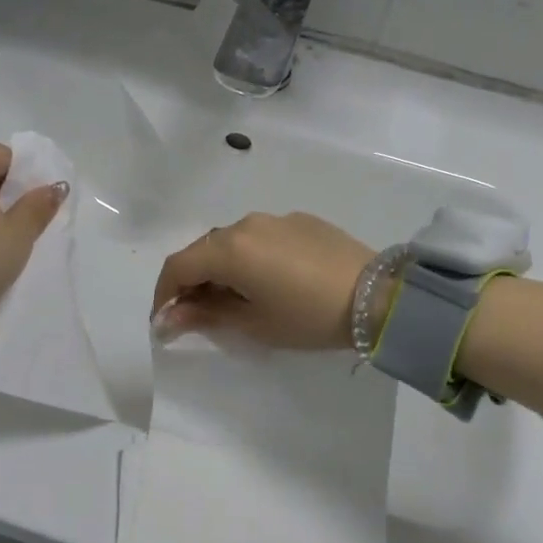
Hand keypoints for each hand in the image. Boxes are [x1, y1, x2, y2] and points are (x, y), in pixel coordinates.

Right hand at [152, 211, 375, 349]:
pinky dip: (250, 257)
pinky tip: (270, 281)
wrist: (379, 297)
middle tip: (197, 315)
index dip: (164, 294)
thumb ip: (204, 315)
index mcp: (229, 249)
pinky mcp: (301, 220)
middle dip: (191, 282)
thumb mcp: (252, 323)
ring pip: (232, 242)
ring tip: (235, 299)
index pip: (177, 266)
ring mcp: (275, 219)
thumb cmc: (308, 317)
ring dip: (221, 268)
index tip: (165, 322)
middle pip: (202, 250)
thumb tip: (166, 320)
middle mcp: (245, 224)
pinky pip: (261, 237)